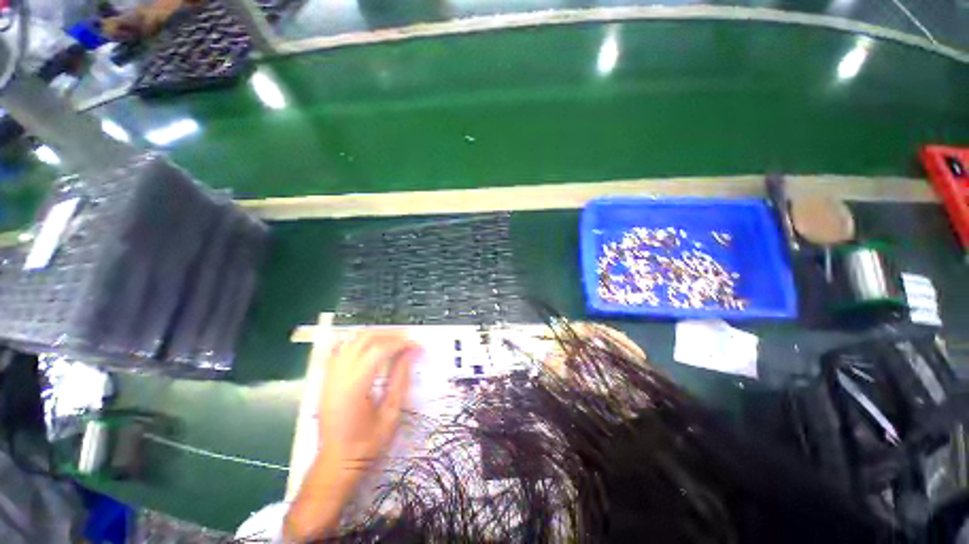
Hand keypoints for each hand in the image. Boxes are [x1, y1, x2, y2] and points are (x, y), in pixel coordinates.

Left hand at [287, 331, 420, 541]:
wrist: (336, 463)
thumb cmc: (367, 444)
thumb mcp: (390, 414)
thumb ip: (400, 380)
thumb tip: (411, 354)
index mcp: (354, 387)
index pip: (379, 350)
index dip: (400, 343)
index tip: (416, 344)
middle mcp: (339, 377)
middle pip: (364, 340)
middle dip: (389, 335)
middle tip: (407, 340)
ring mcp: (330, 377)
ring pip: (352, 341)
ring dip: (375, 336)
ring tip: (393, 341)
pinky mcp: (327, 379)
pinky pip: (341, 350)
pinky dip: (357, 343)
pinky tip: (370, 346)